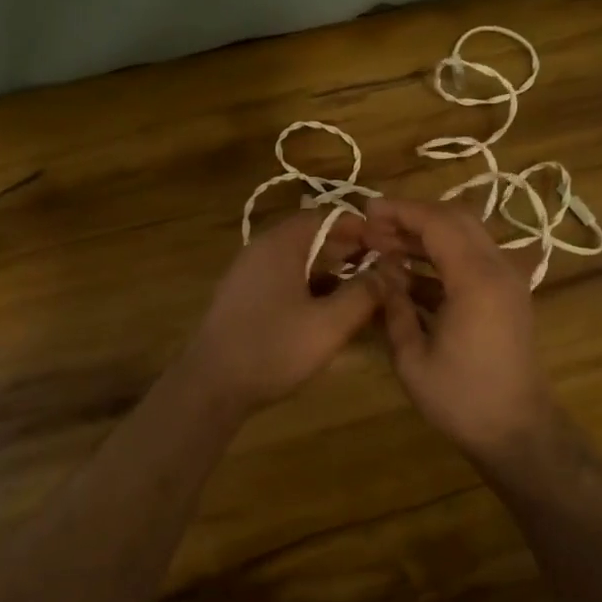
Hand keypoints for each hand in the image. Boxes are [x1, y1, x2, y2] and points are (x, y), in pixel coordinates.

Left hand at [182, 211, 380, 413]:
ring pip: (300, 262)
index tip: (390, 248)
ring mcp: (249, 274)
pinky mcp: (245, 298)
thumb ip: (363, 294)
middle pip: (313, 237)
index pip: (328, 217)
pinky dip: (311, 289)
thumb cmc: (273, 348)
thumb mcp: (329, 324)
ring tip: (364, 295)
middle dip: (349, 252)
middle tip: (383, 272)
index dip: (362, 229)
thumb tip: (390, 272)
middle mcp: (262, 250)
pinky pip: (285, 281)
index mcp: (281, 244)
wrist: (211, 385)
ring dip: (332, 273)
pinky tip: (331, 314)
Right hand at [363, 197, 558, 459]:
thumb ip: (394, 305)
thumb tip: (380, 270)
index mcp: (476, 280)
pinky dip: (442, 256)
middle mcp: (498, 270)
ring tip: (385, 245)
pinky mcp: (507, 295)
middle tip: (374, 227)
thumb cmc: (461, 398)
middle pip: (456, 219)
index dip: (400, 211)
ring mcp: (507, 281)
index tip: (367, 209)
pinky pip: (473, 258)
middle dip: (413, 216)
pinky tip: (408, 274)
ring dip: (427, 235)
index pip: (437, 222)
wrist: (518, 432)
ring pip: (466, 235)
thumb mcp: (412, 357)